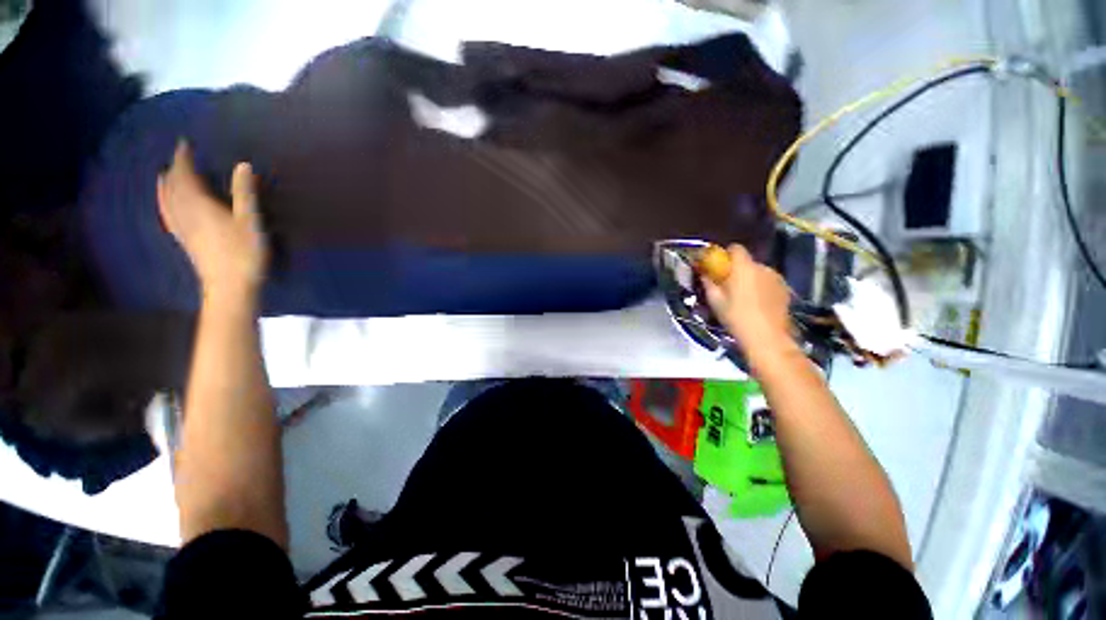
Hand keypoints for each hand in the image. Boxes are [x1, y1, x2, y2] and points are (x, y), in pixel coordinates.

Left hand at [158, 141, 267, 299]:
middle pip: (172, 186)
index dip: (183, 158)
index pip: (185, 175)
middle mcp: (184, 212)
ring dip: (166, 184)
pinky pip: (168, 214)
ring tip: (166, 175)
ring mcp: (182, 227)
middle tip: (179, 157)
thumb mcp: (250, 221)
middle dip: (175, 169)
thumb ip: (245, 193)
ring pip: (166, 199)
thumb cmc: (244, 252)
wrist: (229, 286)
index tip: (184, 143)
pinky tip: (167, 203)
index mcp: (199, 204)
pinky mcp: (184, 239)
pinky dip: (165, 202)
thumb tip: (243, 164)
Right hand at [702, 245, 796, 365]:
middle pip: (747, 262)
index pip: (736, 248)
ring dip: (750, 279)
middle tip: (728, 286)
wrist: (766, 337)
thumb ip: (709, 283)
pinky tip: (757, 303)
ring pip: (759, 272)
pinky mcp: (785, 289)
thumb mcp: (715, 301)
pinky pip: (769, 281)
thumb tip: (704, 274)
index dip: (726, 254)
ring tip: (744, 297)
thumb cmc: (736, 317)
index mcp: (743, 268)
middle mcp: (762, 267)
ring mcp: (776, 278)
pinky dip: (762, 287)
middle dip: (737, 270)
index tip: (719, 266)